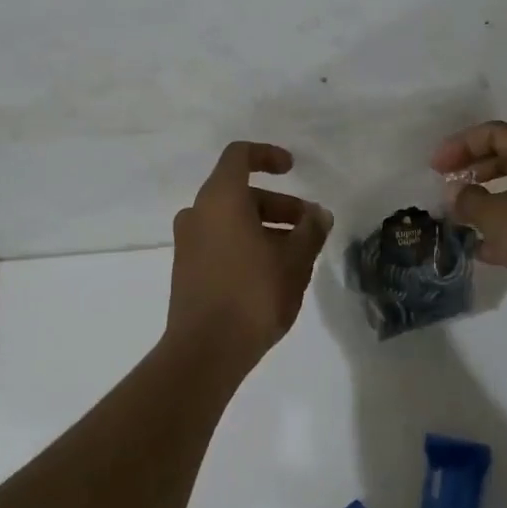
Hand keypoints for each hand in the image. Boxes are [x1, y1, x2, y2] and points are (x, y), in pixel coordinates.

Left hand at [168, 142, 332, 370]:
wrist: (204, 352)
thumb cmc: (252, 294)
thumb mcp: (294, 261)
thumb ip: (310, 231)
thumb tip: (319, 214)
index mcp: (220, 199)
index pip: (239, 156)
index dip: (268, 155)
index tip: (293, 169)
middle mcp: (198, 213)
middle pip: (240, 193)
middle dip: (279, 204)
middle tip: (309, 226)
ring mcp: (188, 242)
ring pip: (232, 219)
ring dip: (265, 227)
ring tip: (298, 254)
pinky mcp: (187, 269)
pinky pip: (220, 241)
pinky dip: (246, 243)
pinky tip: (273, 272)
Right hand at [431, 121, 506, 337]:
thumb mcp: (498, 217)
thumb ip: (470, 200)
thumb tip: (456, 194)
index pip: (494, 134)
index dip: (460, 146)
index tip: (435, 168)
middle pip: (506, 158)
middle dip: (472, 171)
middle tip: (446, 187)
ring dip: (486, 202)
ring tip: (458, 218)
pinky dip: (503, 229)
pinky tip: (481, 250)